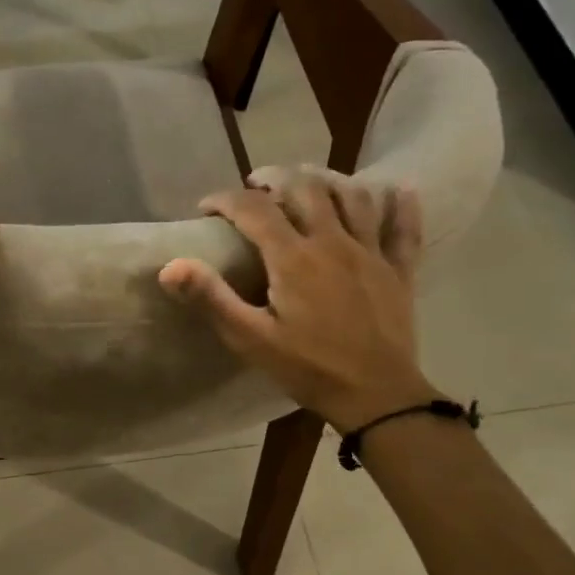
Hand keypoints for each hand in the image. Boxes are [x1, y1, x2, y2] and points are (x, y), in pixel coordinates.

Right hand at [159, 179, 431, 431]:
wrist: (377, 396)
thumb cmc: (308, 368)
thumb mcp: (250, 338)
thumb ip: (211, 298)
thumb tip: (169, 267)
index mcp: (293, 258)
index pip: (254, 209)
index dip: (226, 200)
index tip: (206, 207)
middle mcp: (332, 242)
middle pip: (305, 188)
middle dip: (276, 178)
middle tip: (257, 186)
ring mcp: (370, 253)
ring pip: (354, 197)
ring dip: (328, 181)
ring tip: (310, 184)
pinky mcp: (399, 271)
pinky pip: (404, 228)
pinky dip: (401, 205)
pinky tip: (399, 190)